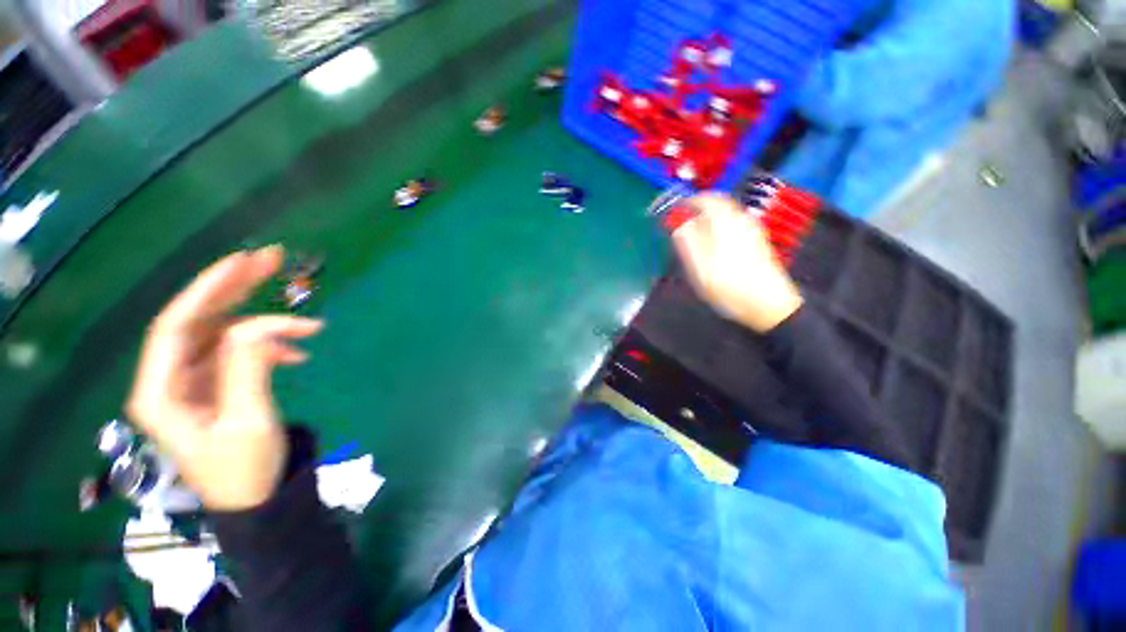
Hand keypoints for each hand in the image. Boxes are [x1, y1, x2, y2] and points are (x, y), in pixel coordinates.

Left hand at [127, 246, 322, 510]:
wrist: (257, 499)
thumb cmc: (246, 470)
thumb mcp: (249, 421)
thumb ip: (247, 368)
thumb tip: (259, 324)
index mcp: (161, 392)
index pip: (175, 326)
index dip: (207, 290)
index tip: (243, 263)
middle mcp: (171, 379)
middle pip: (197, 320)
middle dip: (234, 289)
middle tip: (271, 261)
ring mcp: (195, 382)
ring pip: (223, 334)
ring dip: (264, 322)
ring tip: (308, 322)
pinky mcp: (217, 385)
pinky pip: (241, 353)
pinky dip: (271, 347)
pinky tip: (298, 353)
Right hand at [670, 193, 802, 332]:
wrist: (769, 304)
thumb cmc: (730, 287)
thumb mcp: (700, 268)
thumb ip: (688, 243)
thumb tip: (679, 225)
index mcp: (726, 224)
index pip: (707, 199)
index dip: (689, 201)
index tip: (676, 209)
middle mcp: (742, 220)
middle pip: (720, 204)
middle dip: (700, 208)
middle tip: (685, 220)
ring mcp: (753, 230)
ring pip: (728, 213)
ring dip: (710, 217)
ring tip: (695, 232)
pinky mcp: (757, 241)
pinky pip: (735, 223)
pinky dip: (720, 225)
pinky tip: (714, 243)